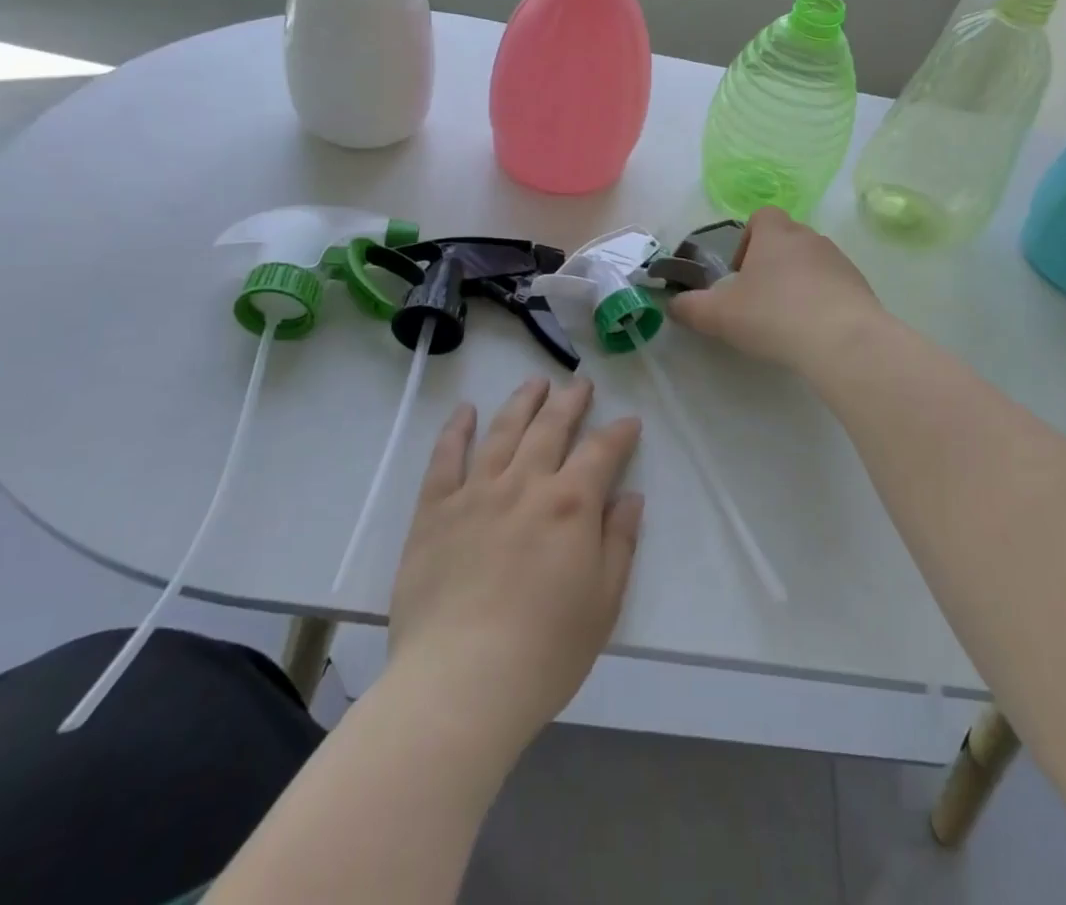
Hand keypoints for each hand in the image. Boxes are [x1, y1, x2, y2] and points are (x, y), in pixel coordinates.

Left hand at [387, 377, 642, 757]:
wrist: (461, 683)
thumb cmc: (545, 651)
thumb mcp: (604, 602)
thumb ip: (619, 542)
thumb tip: (630, 497)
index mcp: (570, 504)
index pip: (602, 451)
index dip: (619, 432)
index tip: (629, 421)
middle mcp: (525, 484)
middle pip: (551, 427)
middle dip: (570, 401)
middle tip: (580, 383)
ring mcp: (476, 493)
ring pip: (502, 431)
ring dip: (522, 402)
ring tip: (535, 382)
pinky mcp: (435, 511)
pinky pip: (446, 458)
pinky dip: (457, 430)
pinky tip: (465, 410)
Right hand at [668, 206, 881, 367]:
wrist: (842, 340)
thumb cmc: (774, 316)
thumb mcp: (720, 315)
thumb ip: (691, 308)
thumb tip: (673, 304)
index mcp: (775, 235)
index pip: (762, 216)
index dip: (747, 239)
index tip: (739, 273)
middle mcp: (809, 238)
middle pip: (786, 239)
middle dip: (771, 264)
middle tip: (758, 300)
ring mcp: (839, 261)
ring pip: (811, 262)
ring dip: (798, 282)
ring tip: (787, 319)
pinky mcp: (860, 286)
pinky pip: (834, 285)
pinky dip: (822, 300)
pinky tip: (813, 331)